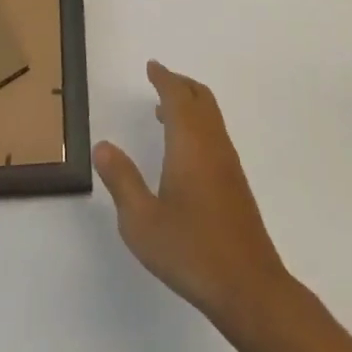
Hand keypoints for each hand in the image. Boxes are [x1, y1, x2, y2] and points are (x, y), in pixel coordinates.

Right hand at [94, 61, 290, 329]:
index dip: (164, 78)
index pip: (177, 98)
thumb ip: (122, 180)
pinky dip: (198, 123)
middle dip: (180, 84)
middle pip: (200, 98)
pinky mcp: (235, 182)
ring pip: (211, 116)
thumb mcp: (142, 221)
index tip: (152, 66)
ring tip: (163, 111)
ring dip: (190, 103)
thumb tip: (104, 146)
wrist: (248, 285)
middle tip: (159, 80)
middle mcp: (212, 144)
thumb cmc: (190, 251)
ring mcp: (228, 162)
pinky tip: (183, 149)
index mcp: (189, 144)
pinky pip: (215, 133)